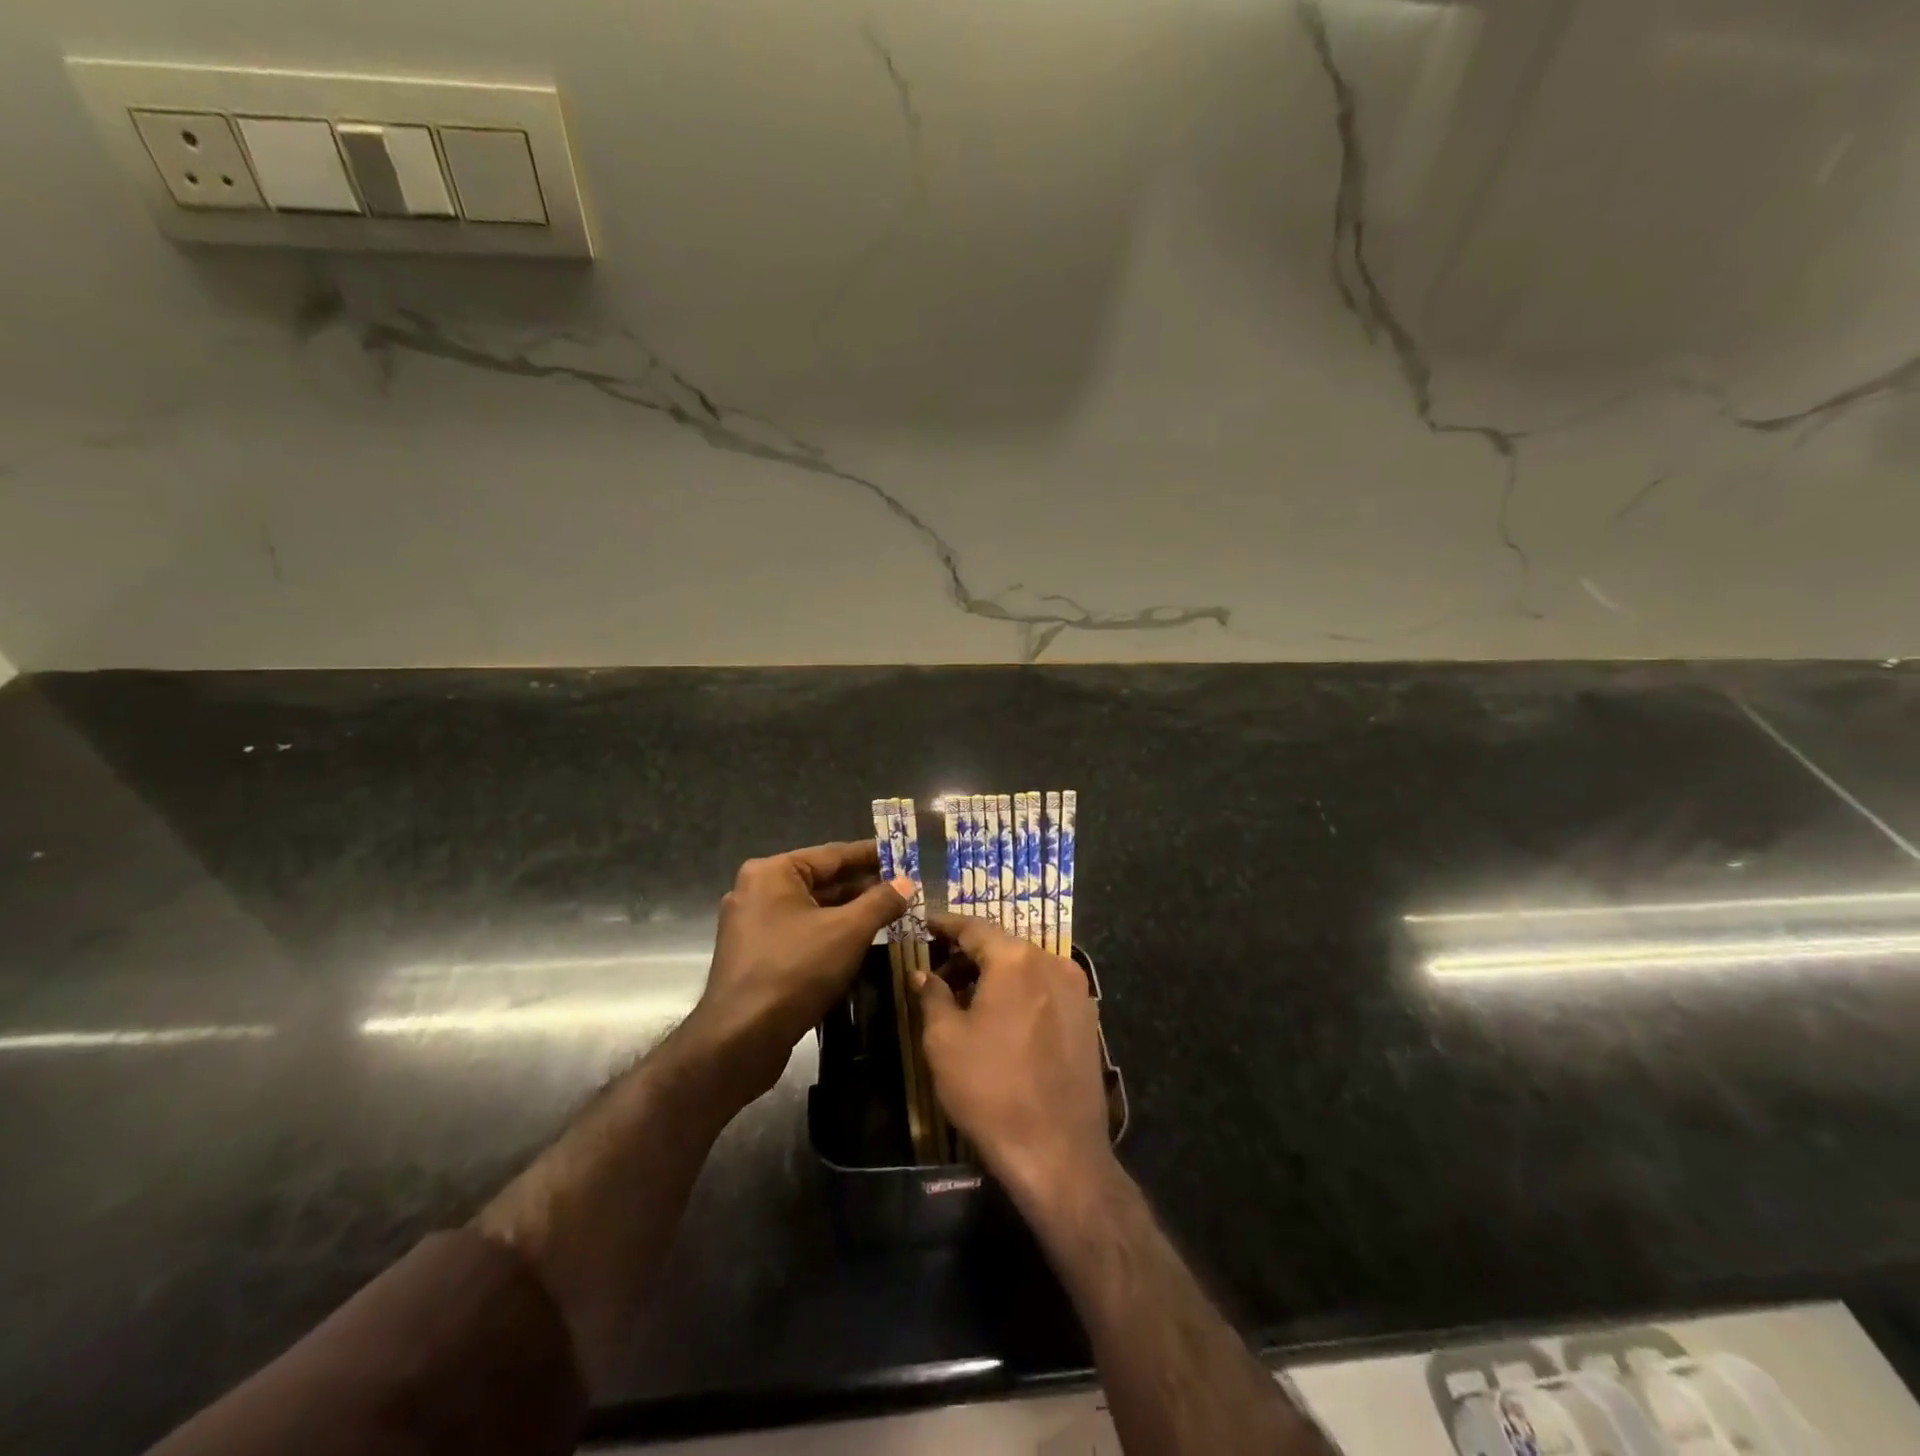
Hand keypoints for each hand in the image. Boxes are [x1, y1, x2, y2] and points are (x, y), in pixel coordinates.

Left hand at [691, 840, 911, 1100]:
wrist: (741, 1039)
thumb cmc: (796, 971)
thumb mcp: (848, 932)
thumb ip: (880, 901)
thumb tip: (907, 882)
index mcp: (773, 872)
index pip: (833, 854)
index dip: (872, 856)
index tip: (904, 856)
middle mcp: (757, 890)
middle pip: (822, 881)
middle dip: (864, 887)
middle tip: (905, 890)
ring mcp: (752, 925)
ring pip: (812, 910)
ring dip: (849, 913)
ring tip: (891, 915)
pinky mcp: (754, 956)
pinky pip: (800, 933)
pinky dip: (830, 934)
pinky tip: (859, 943)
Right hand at [918, 912, 1113, 1205]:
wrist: (1057, 1151)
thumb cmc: (991, 1089)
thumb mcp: (945, 1041)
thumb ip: (933, 996)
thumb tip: (924, 974)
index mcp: (1016, 959)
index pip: (974, 928)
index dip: (946, 924)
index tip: (925, 922)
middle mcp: (1052, 962)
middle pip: (1003, 946)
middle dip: (968, 954)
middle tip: (938, 970)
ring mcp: (1077, 990)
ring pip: (1026, 967)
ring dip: (995, 974)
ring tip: (965, 998)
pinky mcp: (1088, 1018)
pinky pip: (1046, 989)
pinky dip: (1020, 992)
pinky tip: (1001, 1018)